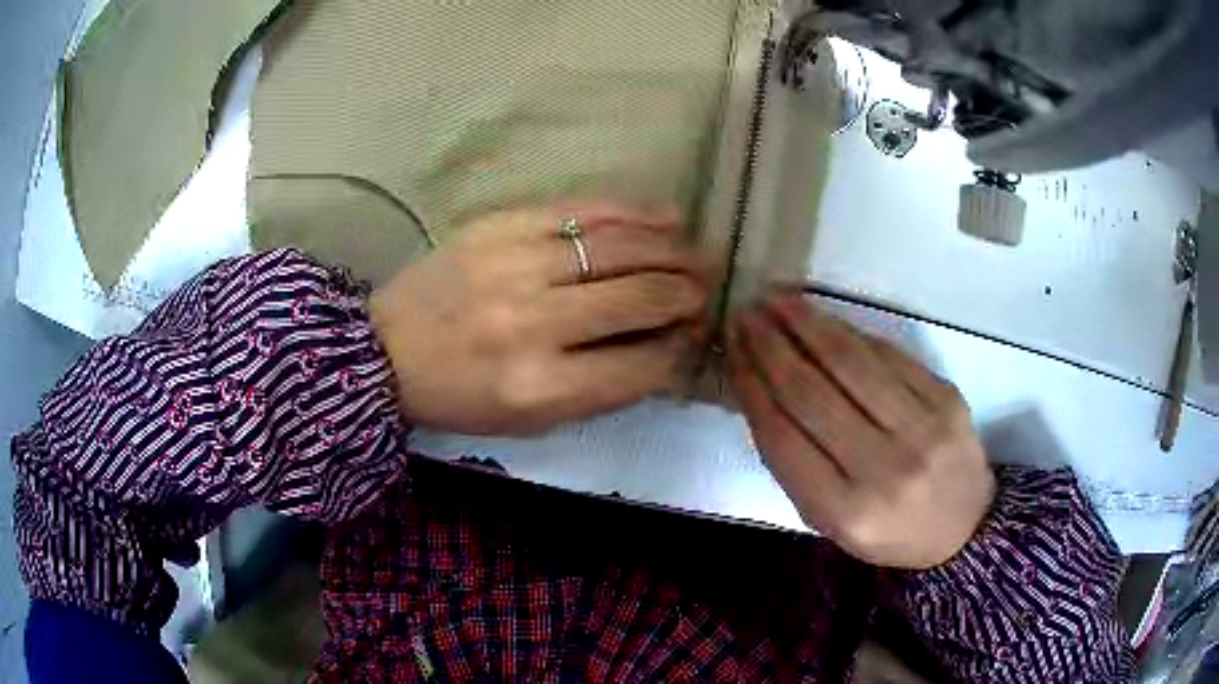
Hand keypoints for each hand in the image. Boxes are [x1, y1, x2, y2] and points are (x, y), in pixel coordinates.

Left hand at [370, 203, 706, 434]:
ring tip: (695, 253)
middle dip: (688, 293)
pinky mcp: (502, 224)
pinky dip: (634, 212)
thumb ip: (604, 389)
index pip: (644, 364)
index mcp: (542, 387)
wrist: (386, 350)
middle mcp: (535, 324)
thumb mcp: (532, 420)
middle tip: (705, 288)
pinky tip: (665, 216)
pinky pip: (584, 210)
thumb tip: (668, 347)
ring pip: (622, 246)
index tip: (692, 334)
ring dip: (673, 249)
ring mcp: (516, 265)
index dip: (681, 347)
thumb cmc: (463, 397)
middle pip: (642, 298)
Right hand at [727, 292, 994, 568]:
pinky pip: (888, 355)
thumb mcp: (829, 520)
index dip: (751, 384)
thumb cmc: (886, 531)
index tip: (731, 349)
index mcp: (845, 510)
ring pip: (851, 363)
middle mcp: (884, 468)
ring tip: (777, 300)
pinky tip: (824, 318)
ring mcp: (922, 428)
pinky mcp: (946, 397)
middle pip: (812, 392)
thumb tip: (760, 390)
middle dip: (771, 346)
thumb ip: (795, 464)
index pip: (782, 435)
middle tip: (746, 314)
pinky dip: (850, 332)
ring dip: (807, 324)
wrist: (963, 529)